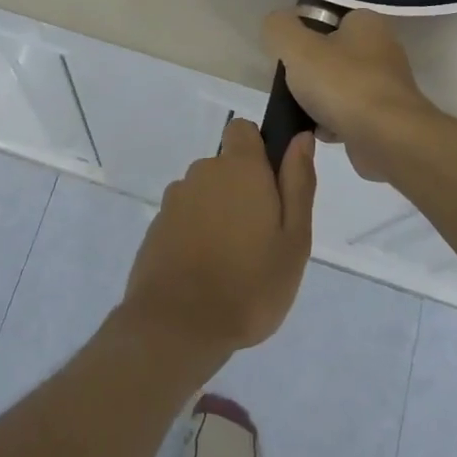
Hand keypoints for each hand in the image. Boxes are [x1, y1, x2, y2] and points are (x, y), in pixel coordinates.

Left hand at [119, 119, 316, 358]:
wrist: (177, 325)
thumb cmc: (250, 284)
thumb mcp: (294, 239)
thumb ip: (297, 183)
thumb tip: (300, 138)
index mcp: (239, 169)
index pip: (243, 130)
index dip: (259, 151)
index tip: (272, 187)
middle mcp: (202, 173)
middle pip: (226, 167)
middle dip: (242, 191)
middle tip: (262, 239)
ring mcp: (174, 200)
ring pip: (205, 194)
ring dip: (219, 214)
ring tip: (233, 262)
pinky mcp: (156, 227)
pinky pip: (185, 218)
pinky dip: (196, 234)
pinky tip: (206, 271)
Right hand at [262, 9, 437, 182]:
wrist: (388, 139)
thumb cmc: (342, 84)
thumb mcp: (296, 46)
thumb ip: (278, 28)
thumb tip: (276, 25)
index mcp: (367, 23)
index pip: (326, 20)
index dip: (302, 35)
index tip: (286, 55)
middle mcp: (382, 49)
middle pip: (329, 56)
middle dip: (308, 73)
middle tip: (291, 86)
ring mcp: (386, 86)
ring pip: (337, 87)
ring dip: (317, 101)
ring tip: (303, 112)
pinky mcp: (386, 118)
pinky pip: (348, 115)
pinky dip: (332, 123)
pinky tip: (321, 132)